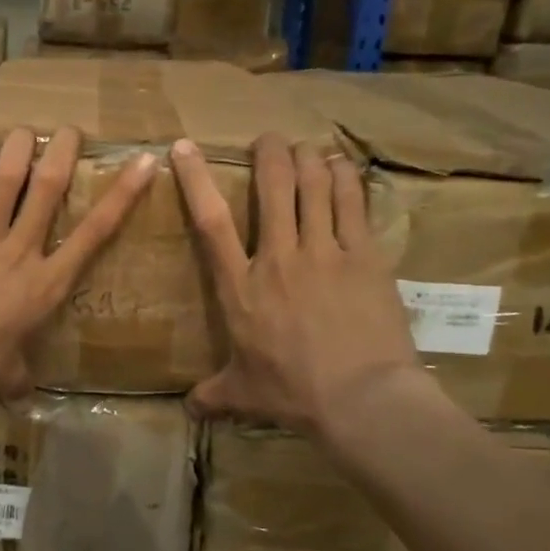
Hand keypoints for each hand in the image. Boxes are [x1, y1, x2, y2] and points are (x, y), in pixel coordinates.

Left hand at [0, 125, 154, 398]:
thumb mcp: (6, 376)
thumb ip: (19, 377)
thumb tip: (22, 393)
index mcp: (47, 283)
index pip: (95, 233)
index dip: (122, 196)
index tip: (142, 163)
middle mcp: (21, 249)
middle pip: (49, 190)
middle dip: (63, 154)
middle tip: (71, 130)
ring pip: (8, 181)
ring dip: (19, 149)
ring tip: (26, 129)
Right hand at [171, 133, 420, 437]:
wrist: (360, 398)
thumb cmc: (293, 391)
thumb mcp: (244, 393)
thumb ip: (214, 394)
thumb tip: (189, 410)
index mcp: (241, 286)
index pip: (211, 222)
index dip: (196, 179)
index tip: (185, 147)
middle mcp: (279, 257)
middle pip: (273, 187)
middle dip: (269, 153)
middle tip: (269, 140)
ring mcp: (324, 252)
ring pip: (314, 186)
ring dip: (308, 159)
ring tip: (306, 149)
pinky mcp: (364, 256)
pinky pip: (353, 204)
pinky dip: (346, 179)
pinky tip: (343, 167)